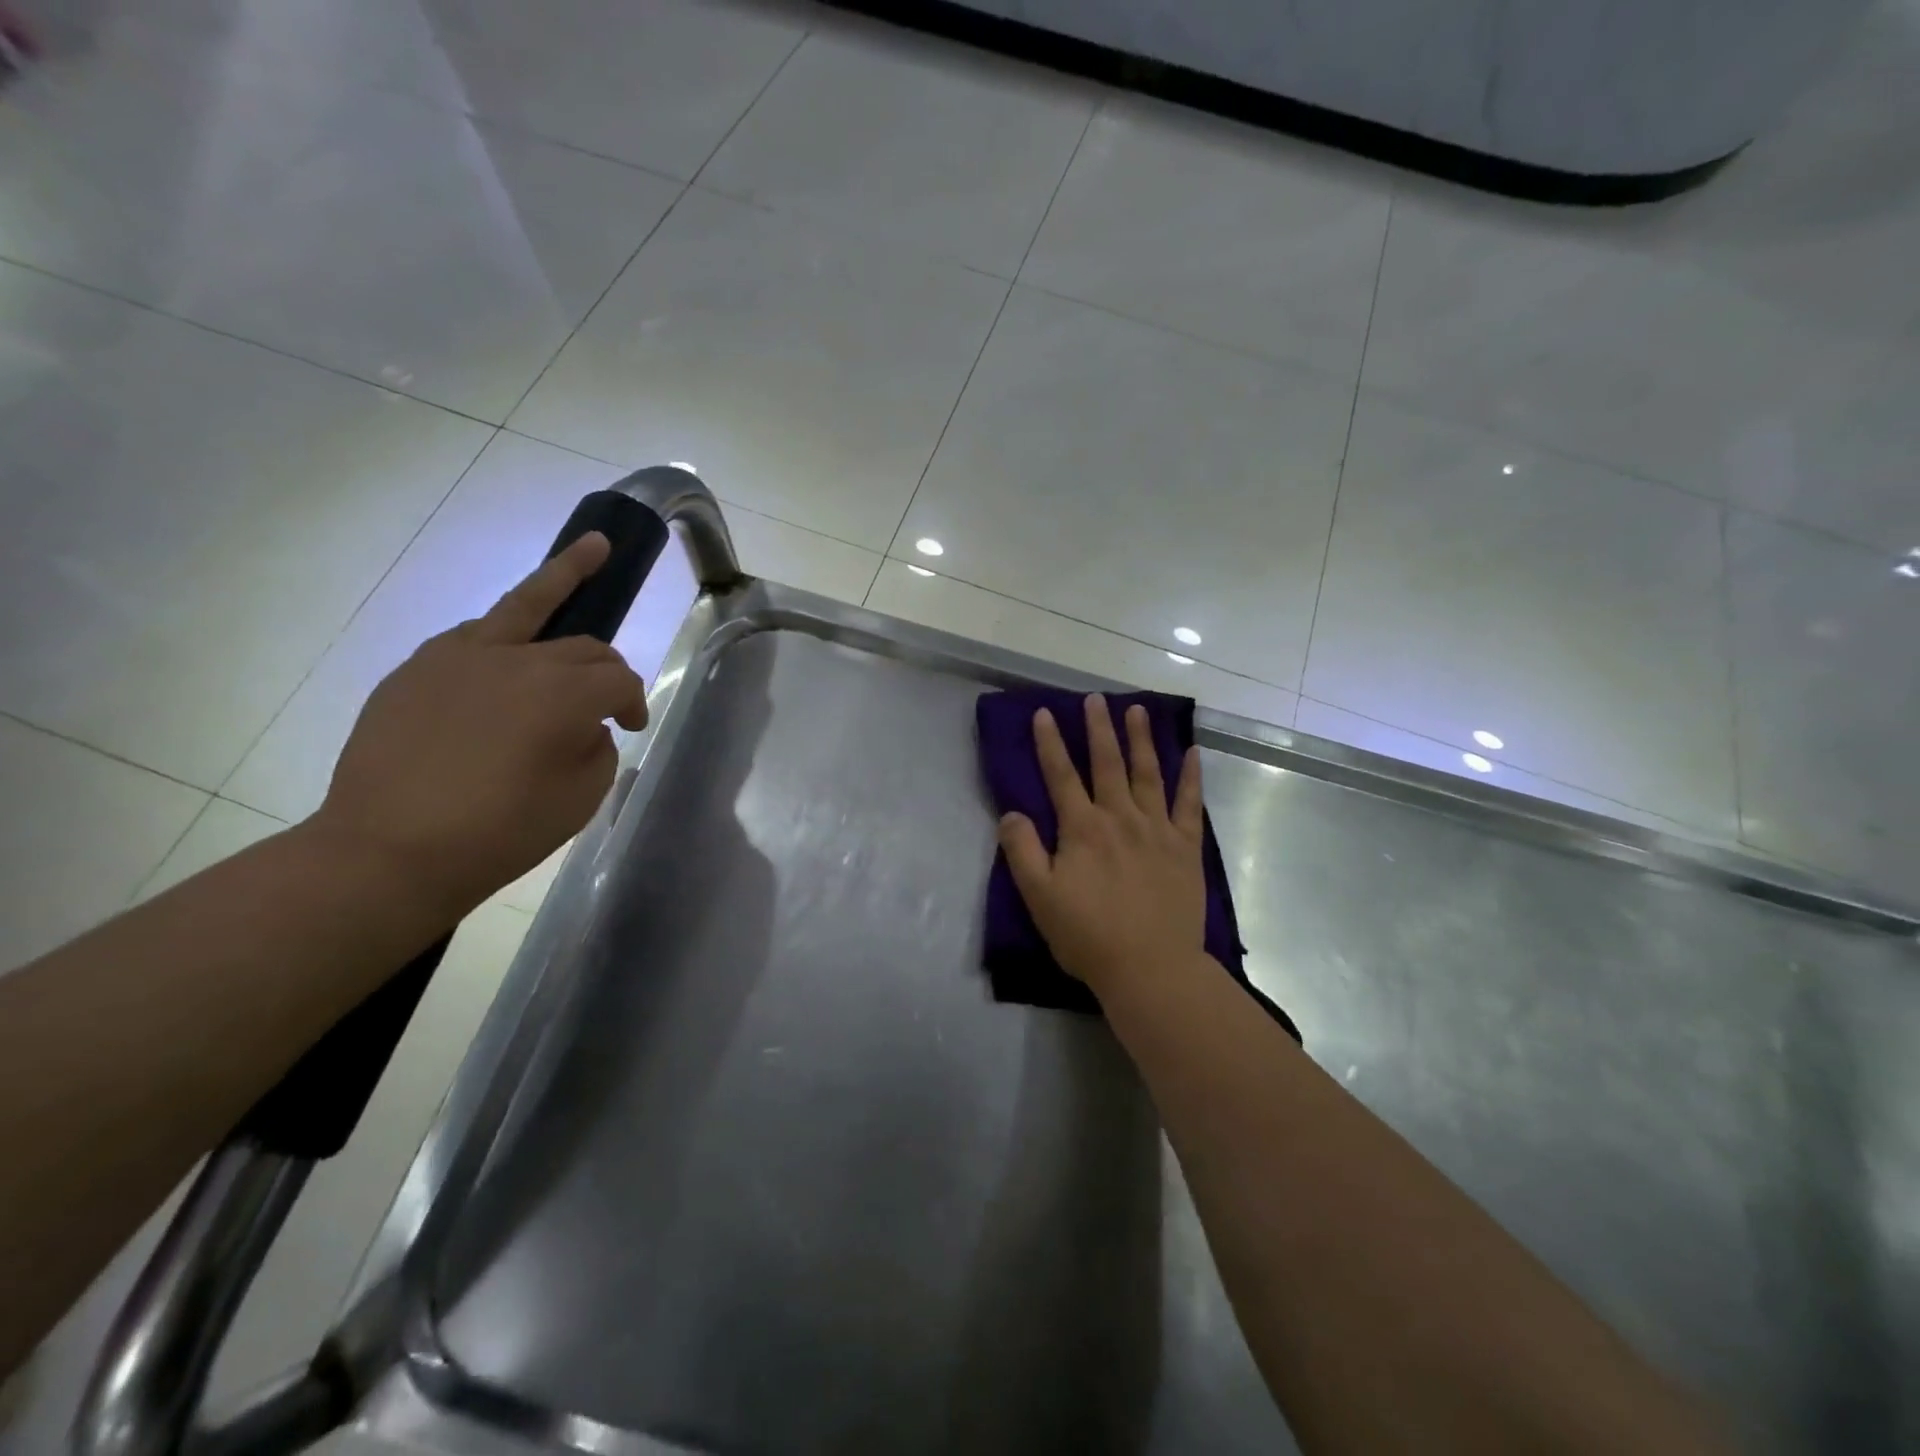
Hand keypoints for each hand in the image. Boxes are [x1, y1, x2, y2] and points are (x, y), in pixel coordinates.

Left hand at [309, 532, 647, 916]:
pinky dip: (505, 636)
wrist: (387, 851)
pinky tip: (509, 651)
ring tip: (593, 548)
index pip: (619, 680)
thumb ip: (597, 749)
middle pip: (585, 645)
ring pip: (527, 601)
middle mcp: (518, 660)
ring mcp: (461, 656)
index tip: (631, 728)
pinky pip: (476, 634)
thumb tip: (584, 725)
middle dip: (607, 668)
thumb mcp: (579, 799)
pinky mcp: (419, 667)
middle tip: (610, 697)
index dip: (634, 703)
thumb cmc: (499, 833)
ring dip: (566, 574)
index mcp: (564, 695)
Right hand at [998, 693, 1207, 995]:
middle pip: (1107, 764)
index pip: (1061, 775)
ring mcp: (1157, 829)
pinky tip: (1192, 752)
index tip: (1045, 713)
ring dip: (1141, 739)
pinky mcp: (1186, 847)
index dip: (1050, 743)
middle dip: (1099, 729)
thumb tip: (1012, 813)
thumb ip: (1022, 851)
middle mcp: (1120, 818)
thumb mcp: (1040, 897)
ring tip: (1137, 710)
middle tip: (1096, 699)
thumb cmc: (1088, 935)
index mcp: (1082, 829)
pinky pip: (1190, 803)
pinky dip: (1190, 776)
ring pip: (1148, 773)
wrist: (1151, 968)